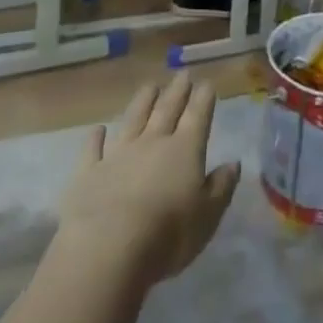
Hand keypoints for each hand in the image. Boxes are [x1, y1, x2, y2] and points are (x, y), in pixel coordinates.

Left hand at [57, 75, 240, 289]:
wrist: (108, 249)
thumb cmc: (168, 235)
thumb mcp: (207, 216)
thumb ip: (221, 187)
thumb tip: (233, 163)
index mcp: (185, 150)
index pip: (198, 116)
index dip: (204, 98)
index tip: (207, 82)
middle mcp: (152, 143)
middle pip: (167, 110)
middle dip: (177, 91)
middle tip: (182, 74)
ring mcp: (119, 154)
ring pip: (133, 119)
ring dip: (142, 102)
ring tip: (150, 86)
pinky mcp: (89, 172)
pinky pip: (93, 149)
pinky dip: (95, 138)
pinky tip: (98, 130)